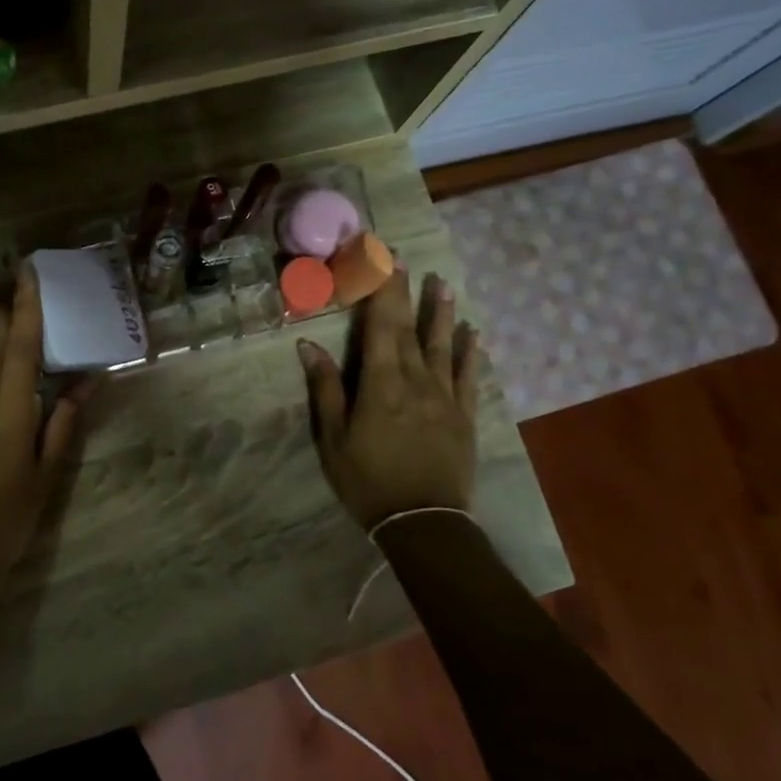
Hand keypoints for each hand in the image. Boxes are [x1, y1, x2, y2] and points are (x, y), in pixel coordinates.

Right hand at [298, 272, 481, 530]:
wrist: (423, 522)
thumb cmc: (368, 480)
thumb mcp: (333, 439)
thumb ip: (326, 389)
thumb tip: (308, 346)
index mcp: (381, 385)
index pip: (380, 326)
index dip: (380, 291)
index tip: (379, 259)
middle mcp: (416, 381)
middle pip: (409, 329)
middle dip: (404, 292)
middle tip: (404, 258)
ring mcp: (444, 397)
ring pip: (442, 346)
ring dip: (441, 313)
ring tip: (442, 283)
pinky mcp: (464, 416)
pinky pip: (467, 376)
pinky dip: (468, 352)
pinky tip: (471, 333)